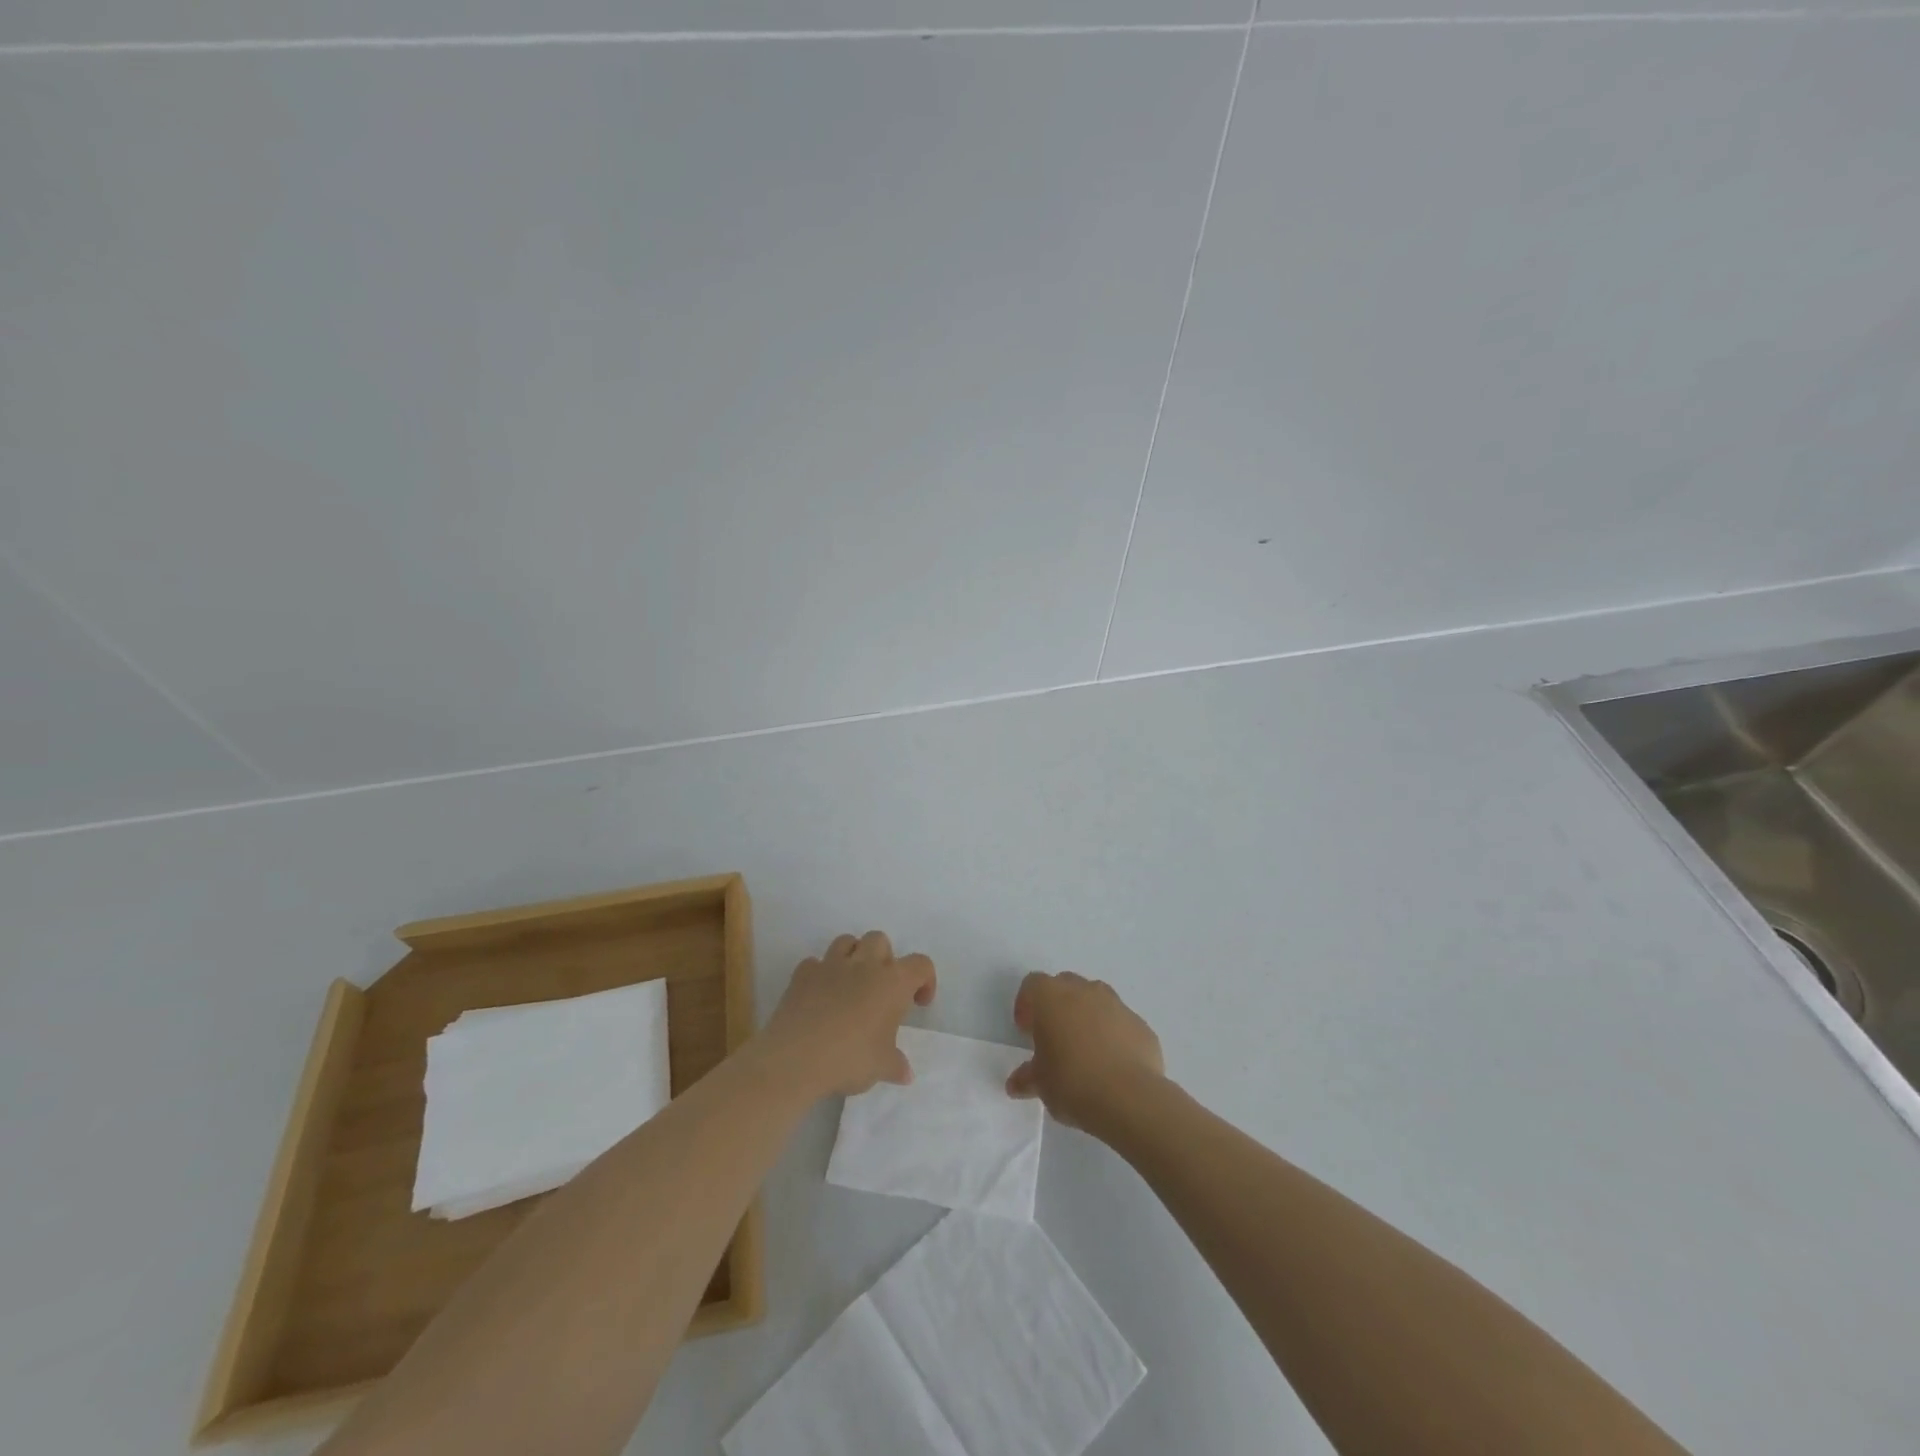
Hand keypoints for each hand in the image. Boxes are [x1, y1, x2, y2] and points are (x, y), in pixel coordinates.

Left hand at [762, 931, 935, 1098]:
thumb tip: (905, 1073)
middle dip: (884, 958)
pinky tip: (819, 996)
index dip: (925, 980)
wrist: (796, 1058)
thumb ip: (896, 1065)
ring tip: (850, 985)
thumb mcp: (881, 1067)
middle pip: (880, 940)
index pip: (920, 964)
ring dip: (853, 957)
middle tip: (880, 989)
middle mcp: (864, 964)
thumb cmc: (850, 1058)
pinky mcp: (802, 974)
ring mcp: (830, 965)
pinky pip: (815, 963)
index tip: (917, 1003)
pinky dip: (820, 974)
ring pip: (847, 942)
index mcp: (893, 982)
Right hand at [1006, 972, 1164, 1135]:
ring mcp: (1116, 1004)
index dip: (1027, 1004)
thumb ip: (1026, 1077)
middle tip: (1053, 1036)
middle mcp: (1084, 991)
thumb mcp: (1040, 1084)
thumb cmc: (1072, 1082)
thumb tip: (1016, 1083)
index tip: (1026, 1030)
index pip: (1032, 984)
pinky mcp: (1140, 1025)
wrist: (1129, 1098)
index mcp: (1051, 997)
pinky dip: (1113, 1034)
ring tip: (1084, 1048)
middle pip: (1065, 985)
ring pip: (1096, 999)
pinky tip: (1111, 1063)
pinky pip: (1120, 1022)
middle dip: (1057, 1005)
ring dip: (1087, 1015)